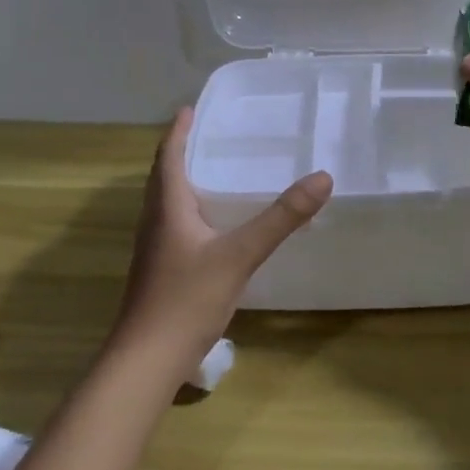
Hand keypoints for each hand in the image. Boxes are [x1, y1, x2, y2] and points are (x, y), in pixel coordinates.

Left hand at [114, 109, 331, 365]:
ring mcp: (156, 249)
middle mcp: (155, 222)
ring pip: (168, 203)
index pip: (168, 156)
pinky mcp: (161, 271)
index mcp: (167, 207)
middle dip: (182, 151)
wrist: (147, 360)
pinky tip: (216, 224)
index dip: (178, 131)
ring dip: (185, 180)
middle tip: (209, 133)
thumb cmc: (187, 299)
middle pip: (164, 176)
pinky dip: (192, 210)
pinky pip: (175, 225)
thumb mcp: (240, 254)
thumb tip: (322, 178)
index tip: (190, 108)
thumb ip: (281, 218)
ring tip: (215, 170)